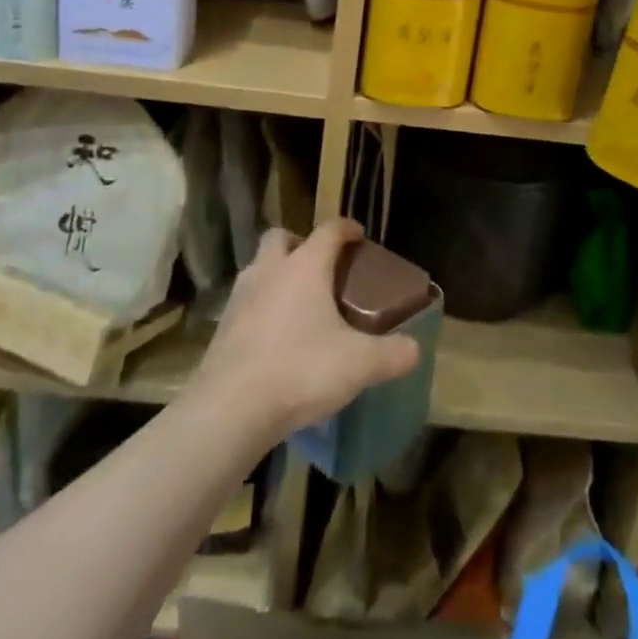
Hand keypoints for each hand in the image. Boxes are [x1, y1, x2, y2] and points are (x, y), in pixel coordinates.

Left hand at [192, 219, 421, 442]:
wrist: (230, 409)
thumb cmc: (300, 370)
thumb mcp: (358, 365)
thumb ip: (391, 354)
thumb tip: (415, 349)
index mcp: (305, 266)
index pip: (329, 230)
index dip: (346, 228)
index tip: (359, 235)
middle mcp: (270, 270)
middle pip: (281, 237)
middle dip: (300, 243)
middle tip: (320, 267)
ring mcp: (241, 296)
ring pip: (259, 267)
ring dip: (277, 274)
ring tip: (298, 304)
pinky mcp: (222, 326)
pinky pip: (246, 301)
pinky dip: (261, 307)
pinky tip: (274, 337)